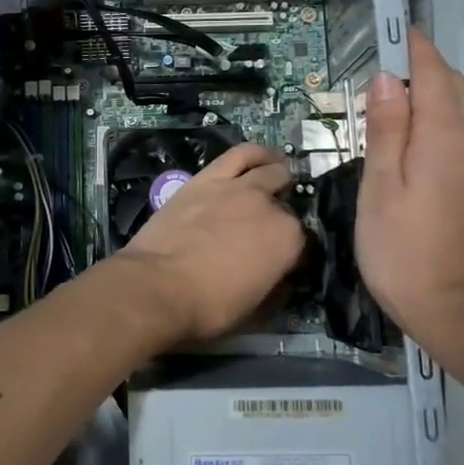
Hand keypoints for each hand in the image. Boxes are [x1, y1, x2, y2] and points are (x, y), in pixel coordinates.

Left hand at [116, 142, 306, 346]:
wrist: (158, 286)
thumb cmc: (209, 307)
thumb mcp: (257, 310)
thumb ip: (277, 287)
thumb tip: (282, 278)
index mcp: (289, 240)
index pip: (306, 241)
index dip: (297, 253)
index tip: (286, 264)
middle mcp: (270, 206)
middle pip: (287, 202)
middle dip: (284, 214)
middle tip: (269, 228)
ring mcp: (239, 187)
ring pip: (271, 169)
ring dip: (278, 174)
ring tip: (276, 179)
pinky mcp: (209, 177)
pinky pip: (240, 154)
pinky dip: (256, 154)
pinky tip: (259, 158)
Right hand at [357, 36, 463, 345]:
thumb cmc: (407, 253)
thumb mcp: (381, 189)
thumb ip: (387, 131)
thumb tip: (388, 79)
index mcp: (445, 137)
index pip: (434, 75)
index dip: (416, 49)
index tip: (397, 29)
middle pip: (455, 90)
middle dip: (427, 67)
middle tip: (391, 61)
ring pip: (463, 114)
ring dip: (435, 94)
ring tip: (398, 96)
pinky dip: (443, 121)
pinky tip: (419, 141)